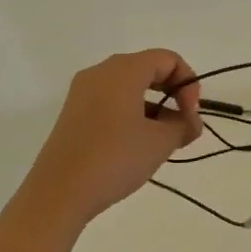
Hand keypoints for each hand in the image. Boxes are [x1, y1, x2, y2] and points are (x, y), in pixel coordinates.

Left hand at [8, 50, 203, 237]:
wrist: (58, 192)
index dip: (188, 84)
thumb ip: (183, 126)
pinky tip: (136, 145)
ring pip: (128, 86)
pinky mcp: (73, 112)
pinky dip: (130, 113)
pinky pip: (110, 100)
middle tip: (182, 126)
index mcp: (123, 70)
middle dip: (171, 94)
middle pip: (147, 68)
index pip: (167, 59)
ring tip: (162, 142)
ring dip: (152, 106)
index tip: (191, 116)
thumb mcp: (159, 143)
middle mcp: (100, 72)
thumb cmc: (115, 158)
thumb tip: (191, 123)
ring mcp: (82, 91)